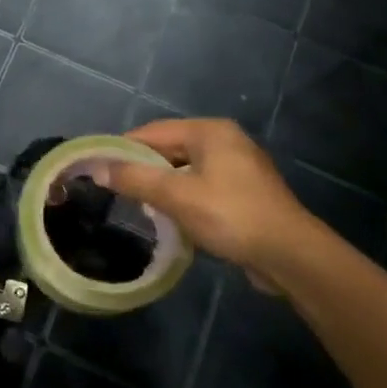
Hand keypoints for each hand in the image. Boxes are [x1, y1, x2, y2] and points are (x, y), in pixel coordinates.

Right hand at [93, 118, 311, 278]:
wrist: (290, 256)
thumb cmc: (230, 215)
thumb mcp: (175, 195)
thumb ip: (133, 178)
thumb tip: (95, 168)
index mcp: (210, 131)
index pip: (152, 132)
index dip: (121, 149)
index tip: (96, 168)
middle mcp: (225, 141)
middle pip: (168, 149)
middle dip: (142, 170)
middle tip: (116, 192)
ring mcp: (238, 167)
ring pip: (184, 170)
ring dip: (162, 188)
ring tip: (141, 208)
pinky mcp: (244, 193)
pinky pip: (201, 187)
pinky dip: (183, 199)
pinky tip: (172, 220)